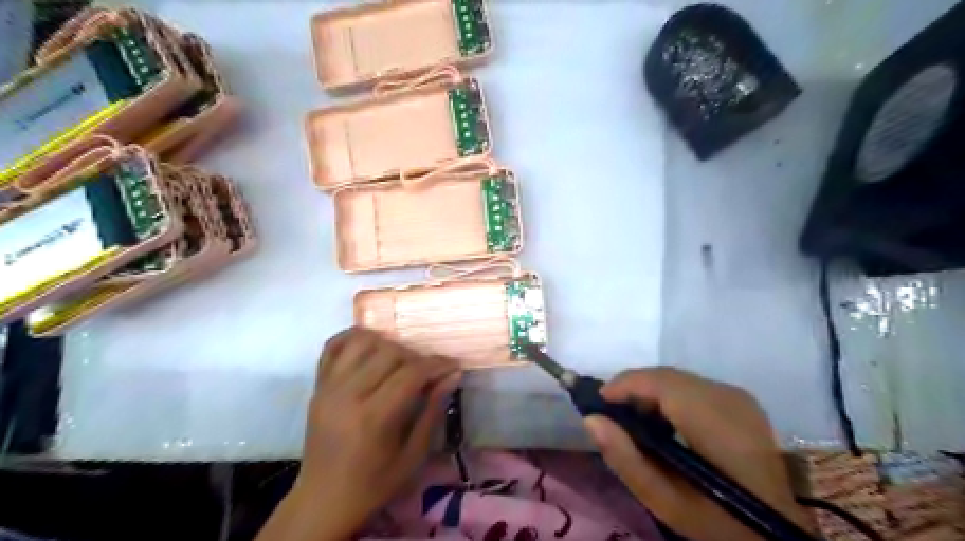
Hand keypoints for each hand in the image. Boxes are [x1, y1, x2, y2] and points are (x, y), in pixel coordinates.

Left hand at [260, 327, 462, 539]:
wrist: (323, 500)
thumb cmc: (374, 483)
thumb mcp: (413, 455)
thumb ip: (433, 410)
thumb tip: (453, 374)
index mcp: (373, 418)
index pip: (411, 373)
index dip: (436, 364)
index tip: (453, 365)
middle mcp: (347, 394)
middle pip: (388, 351)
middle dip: (416, 355)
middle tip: (428, 370)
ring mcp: (328, 387)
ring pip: (362, 341)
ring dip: (388, 343)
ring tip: (400, 360)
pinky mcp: (317, 385)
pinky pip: (333, 345)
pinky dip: (354, 338)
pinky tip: (372, 346)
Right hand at [579, 368, 811, 540]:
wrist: (775, 532)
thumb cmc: (718, 522)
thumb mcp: (665, 501)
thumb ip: (626, 459)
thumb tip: (591, 420)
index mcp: (715, 421)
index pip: (660, 382)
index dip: (624, 385)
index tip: (597, 403)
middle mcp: (728, 396)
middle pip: (666, 376)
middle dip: (633, 389)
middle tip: (611, 416)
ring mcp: (738, 396)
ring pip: (677, 379)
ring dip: (649, 393)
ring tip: (634, 423)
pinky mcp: (740, 400)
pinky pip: (691, 386)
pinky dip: (668, 397)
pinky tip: (662, 424)